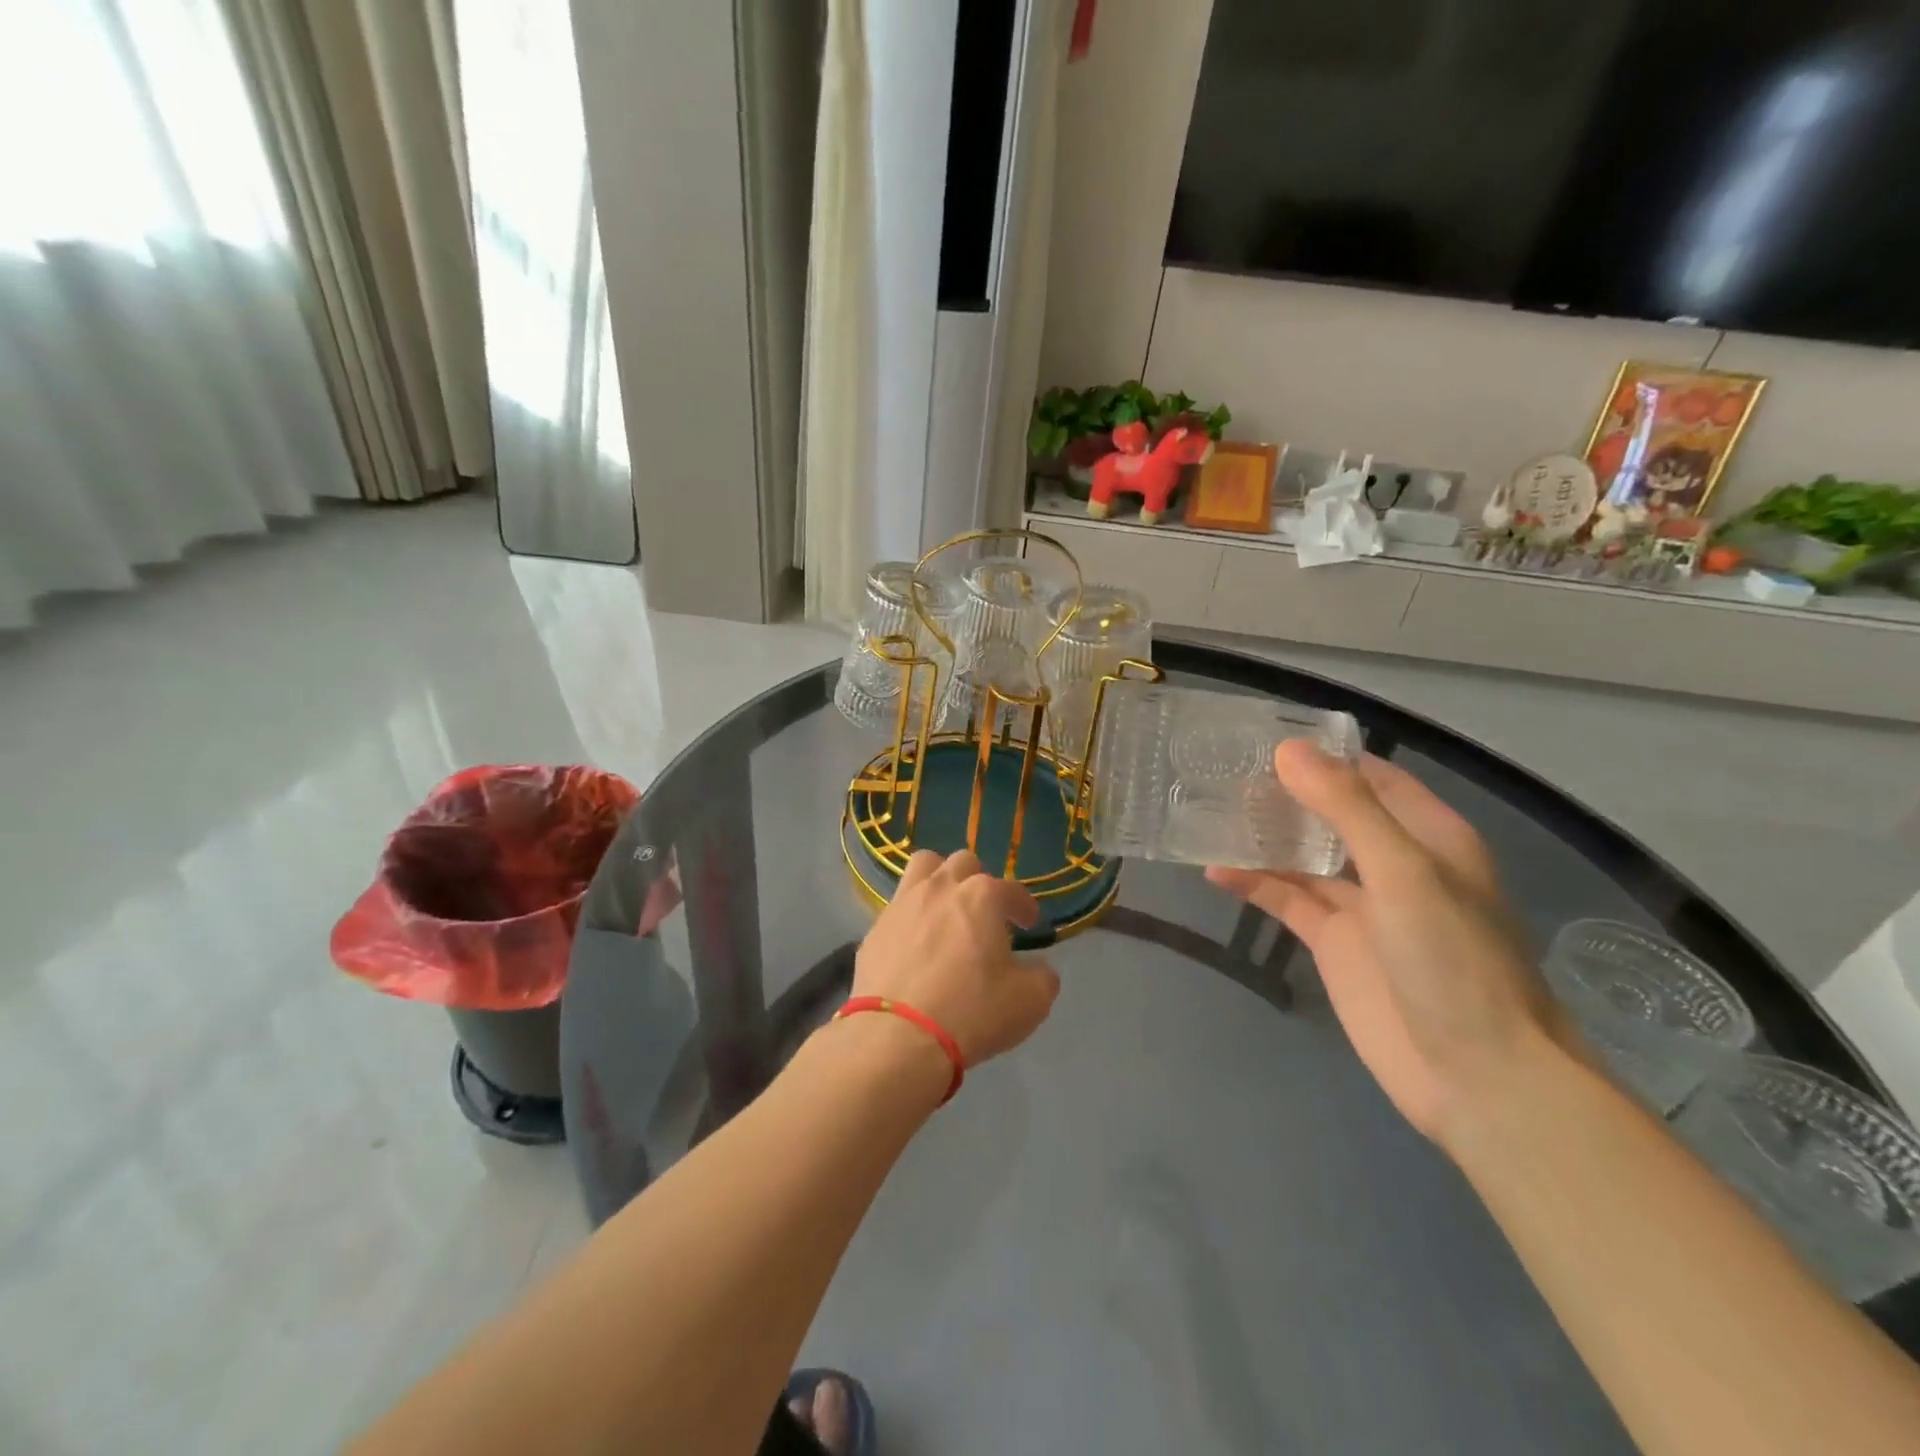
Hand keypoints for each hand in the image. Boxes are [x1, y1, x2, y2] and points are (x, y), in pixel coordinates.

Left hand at [854, 850, 1060, 1066]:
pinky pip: (898, 907)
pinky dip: (912, 916)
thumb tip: (1038, 969)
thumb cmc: (971, 1012)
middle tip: (986, 912)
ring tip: (946, 907)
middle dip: (979, 881)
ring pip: (923, 867)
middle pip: (963, 863)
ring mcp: (902, 904)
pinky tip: (916, 944)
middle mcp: (940, 888)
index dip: (1024, 905)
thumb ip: (1042, 977)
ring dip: (939, 879)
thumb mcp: (1029, 1001)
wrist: (897, 1038)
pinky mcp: (875, 929)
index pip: (1011, 889)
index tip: (1029, 922)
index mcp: (982, 896)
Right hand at [1208, 744, 1564, 1143]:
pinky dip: (1254, 885)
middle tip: (1220, 770)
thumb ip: (1345, 809)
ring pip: (1302, 856)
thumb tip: (1287, 750)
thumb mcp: (1403, 872)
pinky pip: (1286, 900)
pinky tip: (1215, 871)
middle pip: (1329, 814)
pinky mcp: (1333, 942)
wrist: (1477, 1076)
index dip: (1322, 754)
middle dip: (1282, 793)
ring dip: (1262, 837)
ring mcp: (1360, 905)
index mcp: (1426, 835)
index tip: (1262, 736)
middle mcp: (1392, 862)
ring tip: (1207, 812)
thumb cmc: (1453, 960)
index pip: (1369, 776)